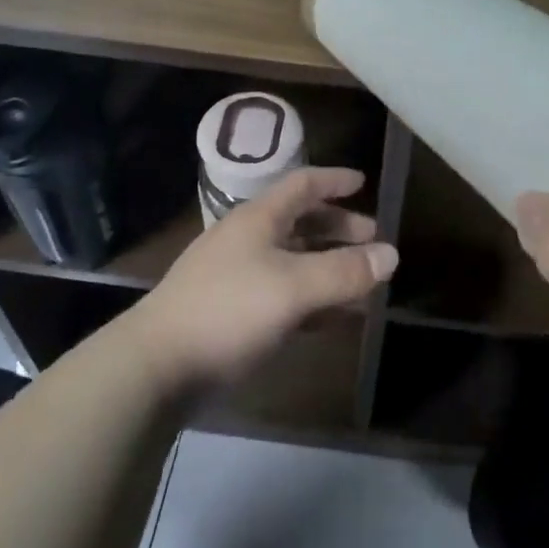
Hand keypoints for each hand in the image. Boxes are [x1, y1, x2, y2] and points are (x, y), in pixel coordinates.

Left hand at [136, 167, 396, 394]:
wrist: (156, 366)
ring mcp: (236, 276)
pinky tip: (331, 318)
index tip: (363, 182)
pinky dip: (311, 299)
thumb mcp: (293, 287)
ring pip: (293, 260)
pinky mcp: (231, 312)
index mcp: (258, 219)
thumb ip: (344, 271)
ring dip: (328, 267)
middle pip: (300, 222)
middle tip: (372, 240)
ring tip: (361, 283)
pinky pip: (282, 294)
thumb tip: (392, 254)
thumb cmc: (228, 310)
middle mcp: (247, 240)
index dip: (334, 180)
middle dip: (338, 229)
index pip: (302, 185)